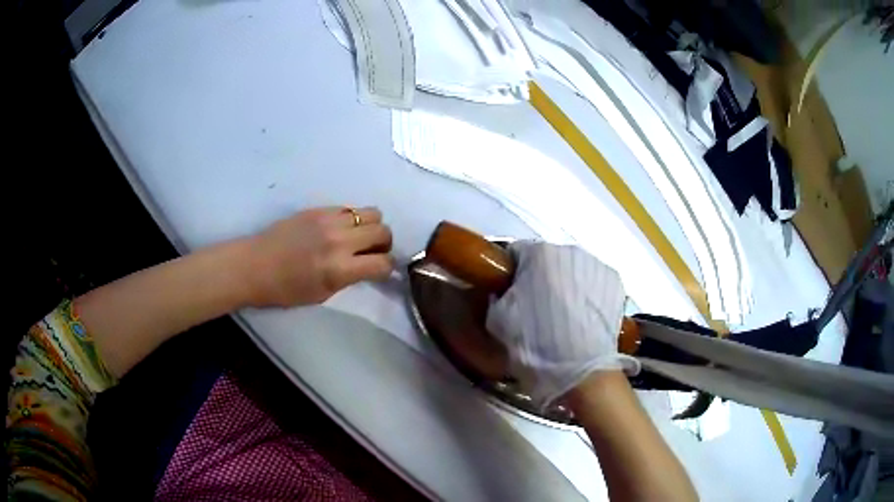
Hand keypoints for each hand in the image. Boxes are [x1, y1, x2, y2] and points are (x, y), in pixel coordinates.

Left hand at [245, 207, 393, 306]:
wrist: (254, 266)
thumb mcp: (323, 294)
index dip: (386, 268)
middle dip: (383, 244)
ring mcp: (329, 220)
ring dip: (371, 226)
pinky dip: (352, 219)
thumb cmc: (285, 290)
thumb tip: (367, 267)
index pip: (383, 262)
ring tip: (358, 237)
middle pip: (383, 231)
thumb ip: (349, 278)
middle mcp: (340, 240)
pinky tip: (339, 229)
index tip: (380, 271)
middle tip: (372, 252)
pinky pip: (349, 208)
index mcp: (340, 269)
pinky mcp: (319, 208)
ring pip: (372, 212)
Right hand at [485, 242, 638, 407]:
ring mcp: (597, 266)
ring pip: (573, 271)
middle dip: (540, 279)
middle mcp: (570, 251)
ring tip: (564, 317)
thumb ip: (497, 296)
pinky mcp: (617, 284)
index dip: (510, 274)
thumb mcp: (498, 320)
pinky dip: (588, 296)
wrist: (581, 371)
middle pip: (548, 260)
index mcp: (538, 253)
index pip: (516, 253)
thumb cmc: (535, 343)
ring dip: (566, 286)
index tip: (508, 294)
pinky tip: (584, 319)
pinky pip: (594, 284)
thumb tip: (503, 292)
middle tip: (535, 309)